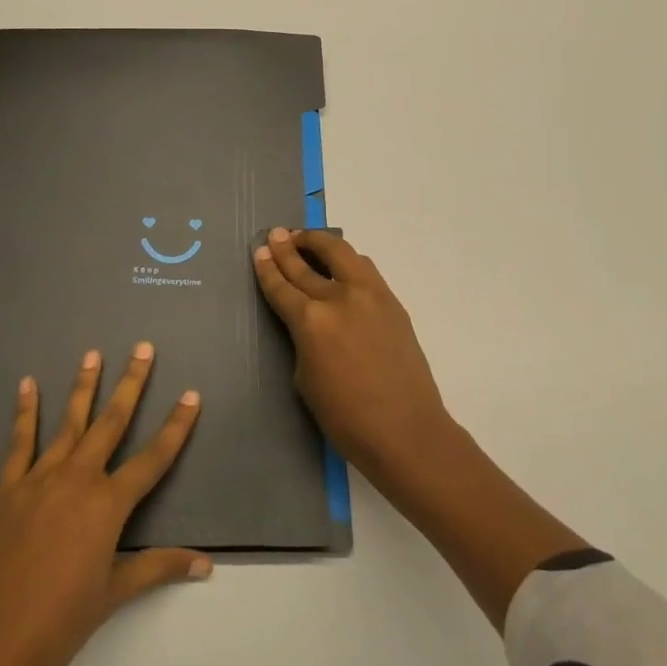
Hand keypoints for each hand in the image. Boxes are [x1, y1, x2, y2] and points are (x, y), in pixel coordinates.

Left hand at [0, 344, 209, 665]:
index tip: (191, 395)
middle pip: (111, 422)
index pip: (152, 459)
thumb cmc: (58, 623)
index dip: (176, 427)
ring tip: (94, 354)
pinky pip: (19, 442)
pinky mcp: (7, 488)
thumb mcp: (113, 594)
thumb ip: (158, 568)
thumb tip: (206, 563)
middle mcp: (77, 479)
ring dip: (83, 386)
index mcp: (107, 505)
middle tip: (143, 348)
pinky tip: (27, 385)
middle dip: (131, 384)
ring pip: (68, 423)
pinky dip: (25, 411)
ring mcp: (39, 479)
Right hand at [253, 228, 453, 487]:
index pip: (282, 286)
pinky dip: (346, 260)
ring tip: (306, 239)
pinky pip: (364, 269)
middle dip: (288, 247)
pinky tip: (339, 263)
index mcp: (311, 321)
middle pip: (307, 264)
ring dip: (320, 243)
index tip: (259, 252)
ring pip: (342, 253)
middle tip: (276, 234)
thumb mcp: (305, 379)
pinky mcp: (392, 301)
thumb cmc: (346, 418)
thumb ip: (302, 340)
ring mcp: (370, 295)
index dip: (267, 268)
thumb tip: (307, 321)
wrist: (406, 431)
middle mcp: (339, 298)